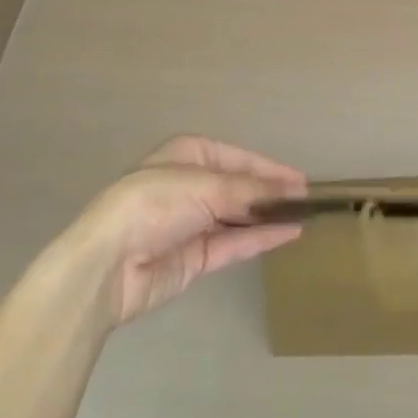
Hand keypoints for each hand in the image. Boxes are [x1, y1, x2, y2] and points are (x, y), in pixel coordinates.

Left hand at [68, 135, 307, 326]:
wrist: (109, 263)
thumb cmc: (156, 202)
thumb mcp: (207, 186)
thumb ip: (251, 191)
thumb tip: (290, 191)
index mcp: (190, 154)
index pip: (239, 159)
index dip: (270, 169)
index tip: (301, 180)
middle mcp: (192, 185)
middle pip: (240, 188)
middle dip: (271, 194)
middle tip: (308, 201)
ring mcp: (193, 223)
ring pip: (239, 218)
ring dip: (268, 217)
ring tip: (305, 218)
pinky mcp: (194, 259)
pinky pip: (233, 244)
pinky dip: (260, 239)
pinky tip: (287, 234)